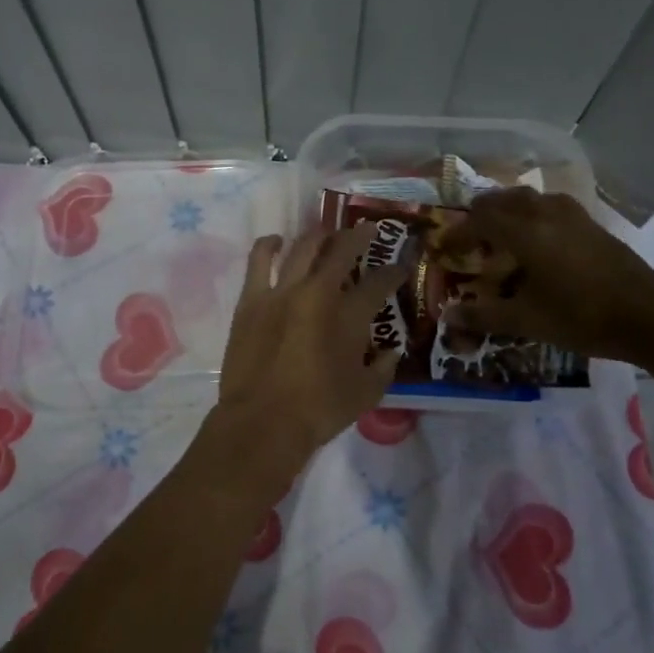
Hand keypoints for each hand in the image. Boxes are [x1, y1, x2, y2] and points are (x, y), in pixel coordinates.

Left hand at [186, 227, 405, 510]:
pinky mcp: (251, 300)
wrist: (263, 422)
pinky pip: (259, 261)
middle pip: (341, 250)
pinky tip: (277, 242)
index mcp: (350, 315)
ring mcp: (281, 292)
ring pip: (302, 247)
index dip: (395, 270)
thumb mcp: (365, 394)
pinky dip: (270, 245)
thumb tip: (390, 352)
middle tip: (368, 230)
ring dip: (319, 235)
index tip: (402, 264)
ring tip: (327, 232)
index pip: (379, 282)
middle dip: (360, 236)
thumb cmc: (319, 411)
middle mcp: (317, 292)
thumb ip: (383, 368)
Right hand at [437, 187, 653, 364]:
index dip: (459, 232)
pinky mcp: (593, 225)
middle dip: (481, 215)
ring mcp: (574, 216)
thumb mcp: (526, 321)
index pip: (480, 219)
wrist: (650, 317)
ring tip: (501, 235)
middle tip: (470, 238)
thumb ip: (483, 316)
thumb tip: (447, 318)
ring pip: (530, 198)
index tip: (446, 249)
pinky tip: (539, 242)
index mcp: (525, 232)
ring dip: (508, 210)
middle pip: (504, 199)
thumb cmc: (581, 317)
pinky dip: (533, 215)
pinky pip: (551, 207)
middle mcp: (546, 213)